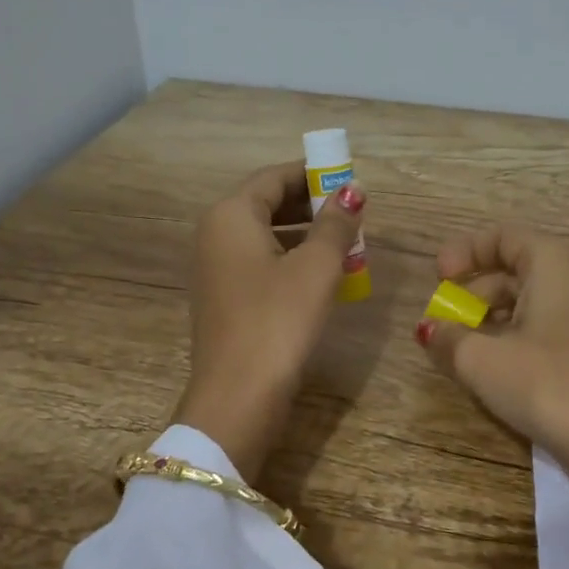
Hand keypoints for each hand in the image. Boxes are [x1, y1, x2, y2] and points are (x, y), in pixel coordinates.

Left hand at [173, 162, 366, 479]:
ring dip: (305, 235)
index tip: (350, 180)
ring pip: (265, 236)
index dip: (313, 174)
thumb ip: (336, 224)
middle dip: (311, 206)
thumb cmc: (278, 320)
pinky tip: (322, 277)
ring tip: (346, 244)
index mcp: (231, 215)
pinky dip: (290, 260)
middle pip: (267, 204)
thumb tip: (352, 190)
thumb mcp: (316, 267)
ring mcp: (216, 269)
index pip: (274, 177)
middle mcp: (216, 234)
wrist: (238, 395)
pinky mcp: (225, 298)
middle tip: (353, 214)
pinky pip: (260, 264)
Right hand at [415, 225, 568, 565]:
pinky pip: (549, 326)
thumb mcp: (482, 360)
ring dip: (491, 319)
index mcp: (555, 263)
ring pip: (531, 301)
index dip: (464, 251)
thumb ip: (447, 337)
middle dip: (472, 292)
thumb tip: (429, 329)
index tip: (438, 279)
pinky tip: (496, 368)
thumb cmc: (545, 385)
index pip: (503, 236)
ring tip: (462, 350)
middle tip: (444, 323)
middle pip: (515, 268)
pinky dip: (516, 336)